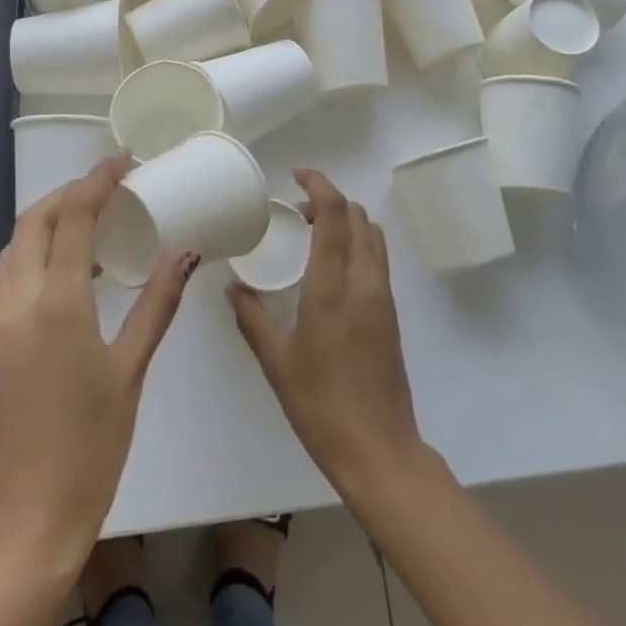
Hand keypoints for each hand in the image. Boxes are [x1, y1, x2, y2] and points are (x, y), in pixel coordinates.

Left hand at [0, 158, 196, 562]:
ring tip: (96, 213)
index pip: (73, 218)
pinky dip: (41, 247)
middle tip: (111, 185)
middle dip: (70, 192)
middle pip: (35, 221)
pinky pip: (16, 271)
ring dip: (52, 216)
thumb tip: (185, 252)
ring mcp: (4, 321)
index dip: (98, 181)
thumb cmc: (91, 444)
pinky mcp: (1, 340)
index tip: (125, 163)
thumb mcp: (132, 370)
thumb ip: (157, 303)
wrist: (31, 516)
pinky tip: (77, 262)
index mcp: (57, 304)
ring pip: (18, 244)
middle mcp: (21, 302)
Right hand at [228, 170, 424, 495]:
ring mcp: (383, 297)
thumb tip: (234, 287)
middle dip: (330, 201)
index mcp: (333, 288)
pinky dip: (357, 243)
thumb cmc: (321, 406)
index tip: (298, 175)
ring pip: (372, 234)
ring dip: (347, 220)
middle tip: (297, 212)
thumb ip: (252, 318)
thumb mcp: (277, 362)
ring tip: (314, 234)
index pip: (335, 215)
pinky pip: (377, 258)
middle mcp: (364, 282)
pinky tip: (331, 267)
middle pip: (358, 216)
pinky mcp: (391, 313)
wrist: (379, 450)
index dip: (319, 185)